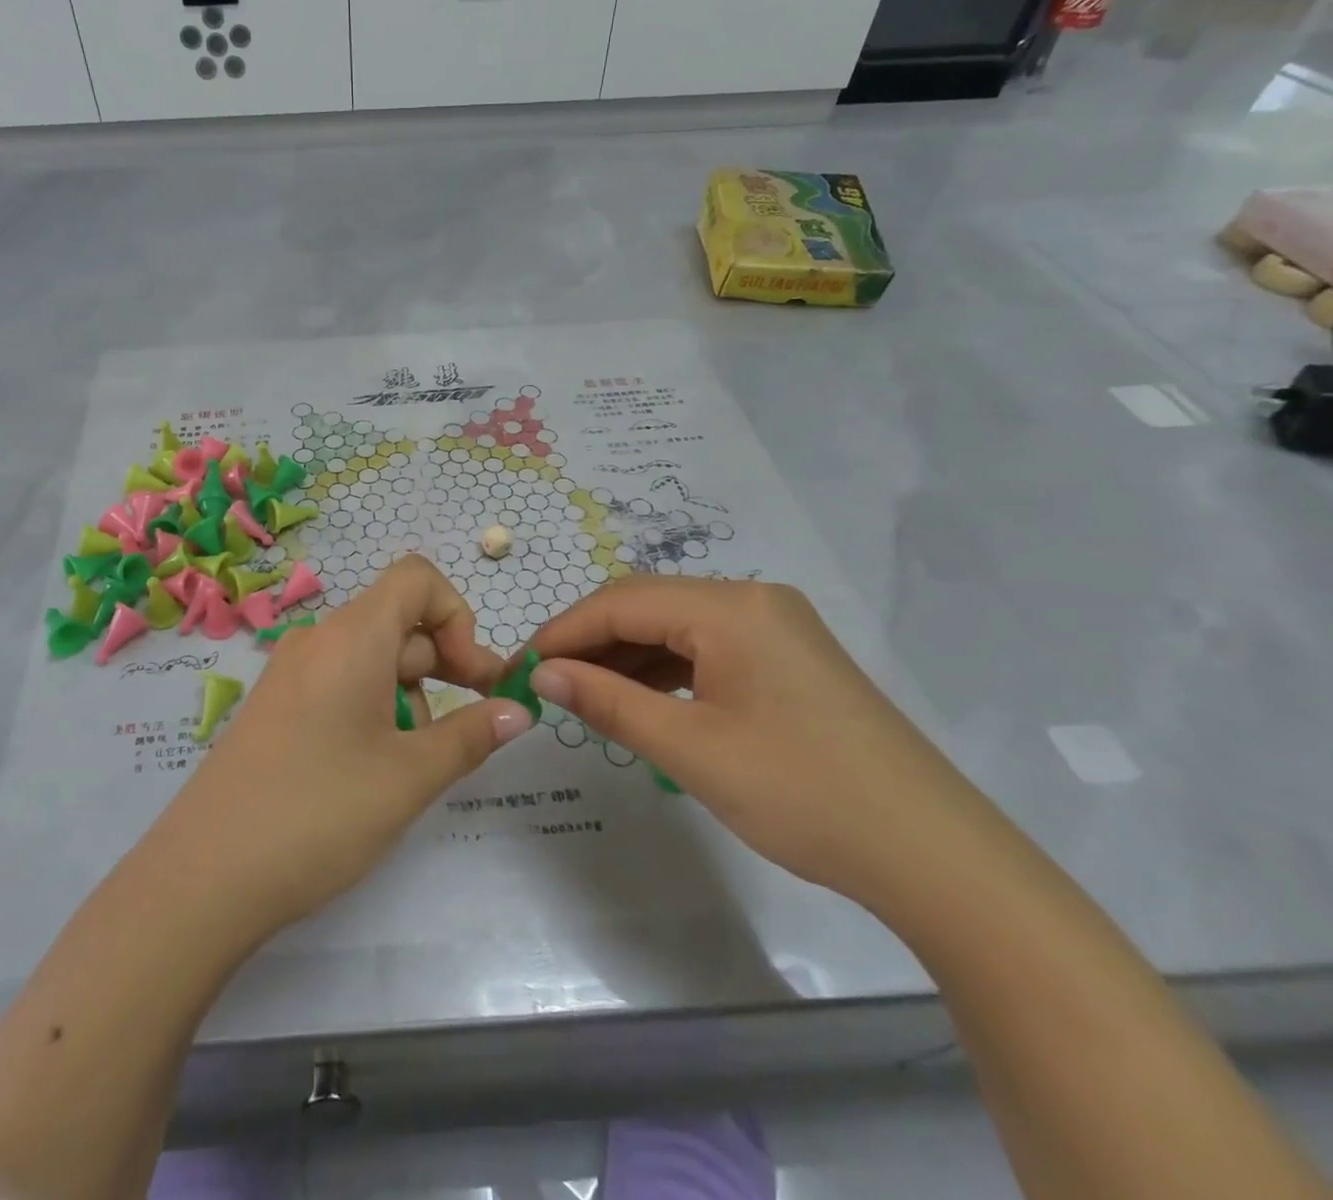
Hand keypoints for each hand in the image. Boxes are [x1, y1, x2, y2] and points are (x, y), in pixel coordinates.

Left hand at [148, 555, 533, 940]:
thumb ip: (471, 735)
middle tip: (471, 728)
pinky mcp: (276, 706)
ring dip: (408, 695)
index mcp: (351, 636)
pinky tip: (371, 769)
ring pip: (371, 658)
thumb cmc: (319, 813)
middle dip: (443, 666)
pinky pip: (339, 683)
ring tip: (409, 765)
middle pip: (398, 622)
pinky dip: (372, 708)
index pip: (417, 579)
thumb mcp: (409, 776)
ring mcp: (291, 672)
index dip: (458, 616)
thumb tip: (519, 710)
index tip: (471, 679)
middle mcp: (318, 639)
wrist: (204, 876)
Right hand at [529, 577, 991, 908]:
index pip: (621, 601)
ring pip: (676, 625)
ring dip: (626, 655)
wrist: (933, 855)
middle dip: (590, 640)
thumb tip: (541, 674)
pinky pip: (707, 647)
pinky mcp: (788, 655)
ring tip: (584, 694)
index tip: (520, 667)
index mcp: (730, 607)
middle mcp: (753, 599)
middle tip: (546, 682)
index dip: (563, 631)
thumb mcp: (689, 749)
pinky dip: (665, 668)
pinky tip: (640, 698)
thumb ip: (607, 701)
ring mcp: (776, 625)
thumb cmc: (801, 794)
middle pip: (647, 604)